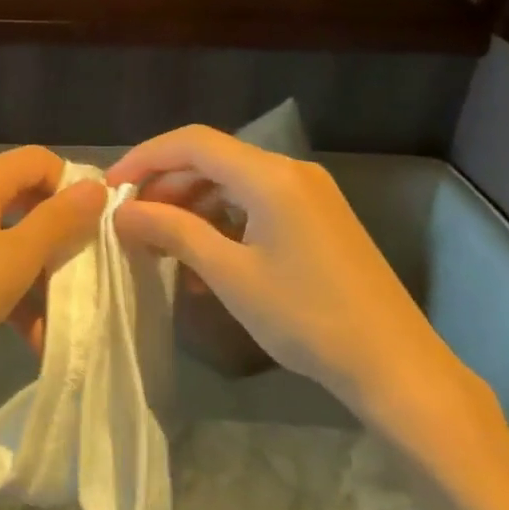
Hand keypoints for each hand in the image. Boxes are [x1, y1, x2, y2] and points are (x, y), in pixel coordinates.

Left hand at [0, 146, 103, 391]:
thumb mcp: (15, 259)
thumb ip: (58, 220)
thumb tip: (96, 187)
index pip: (40, 159)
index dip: (72, 186)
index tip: (98, 227)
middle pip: (27, 198)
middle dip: (60, 236)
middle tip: (87, 270)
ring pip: (12, 237)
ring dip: (40, 274)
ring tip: (64, 317)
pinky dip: (13, 290)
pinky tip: (34, 335)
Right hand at [106, 127, 476, 423]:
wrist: (397, 367)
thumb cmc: (308, 318)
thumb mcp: (230, 275)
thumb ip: (174, 232)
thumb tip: (123, 212)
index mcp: (270, 176)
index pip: (192, 142)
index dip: (145, 157)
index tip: (111, 188)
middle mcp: (290, 172)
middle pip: (212, 160)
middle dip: (166, 185)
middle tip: (132, 221)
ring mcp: (309, 194)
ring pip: (232, 183)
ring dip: (192, 207)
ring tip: (162, 246)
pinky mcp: (318, 219)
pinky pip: (255, 205)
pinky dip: (222, 223)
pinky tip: (203, 262)